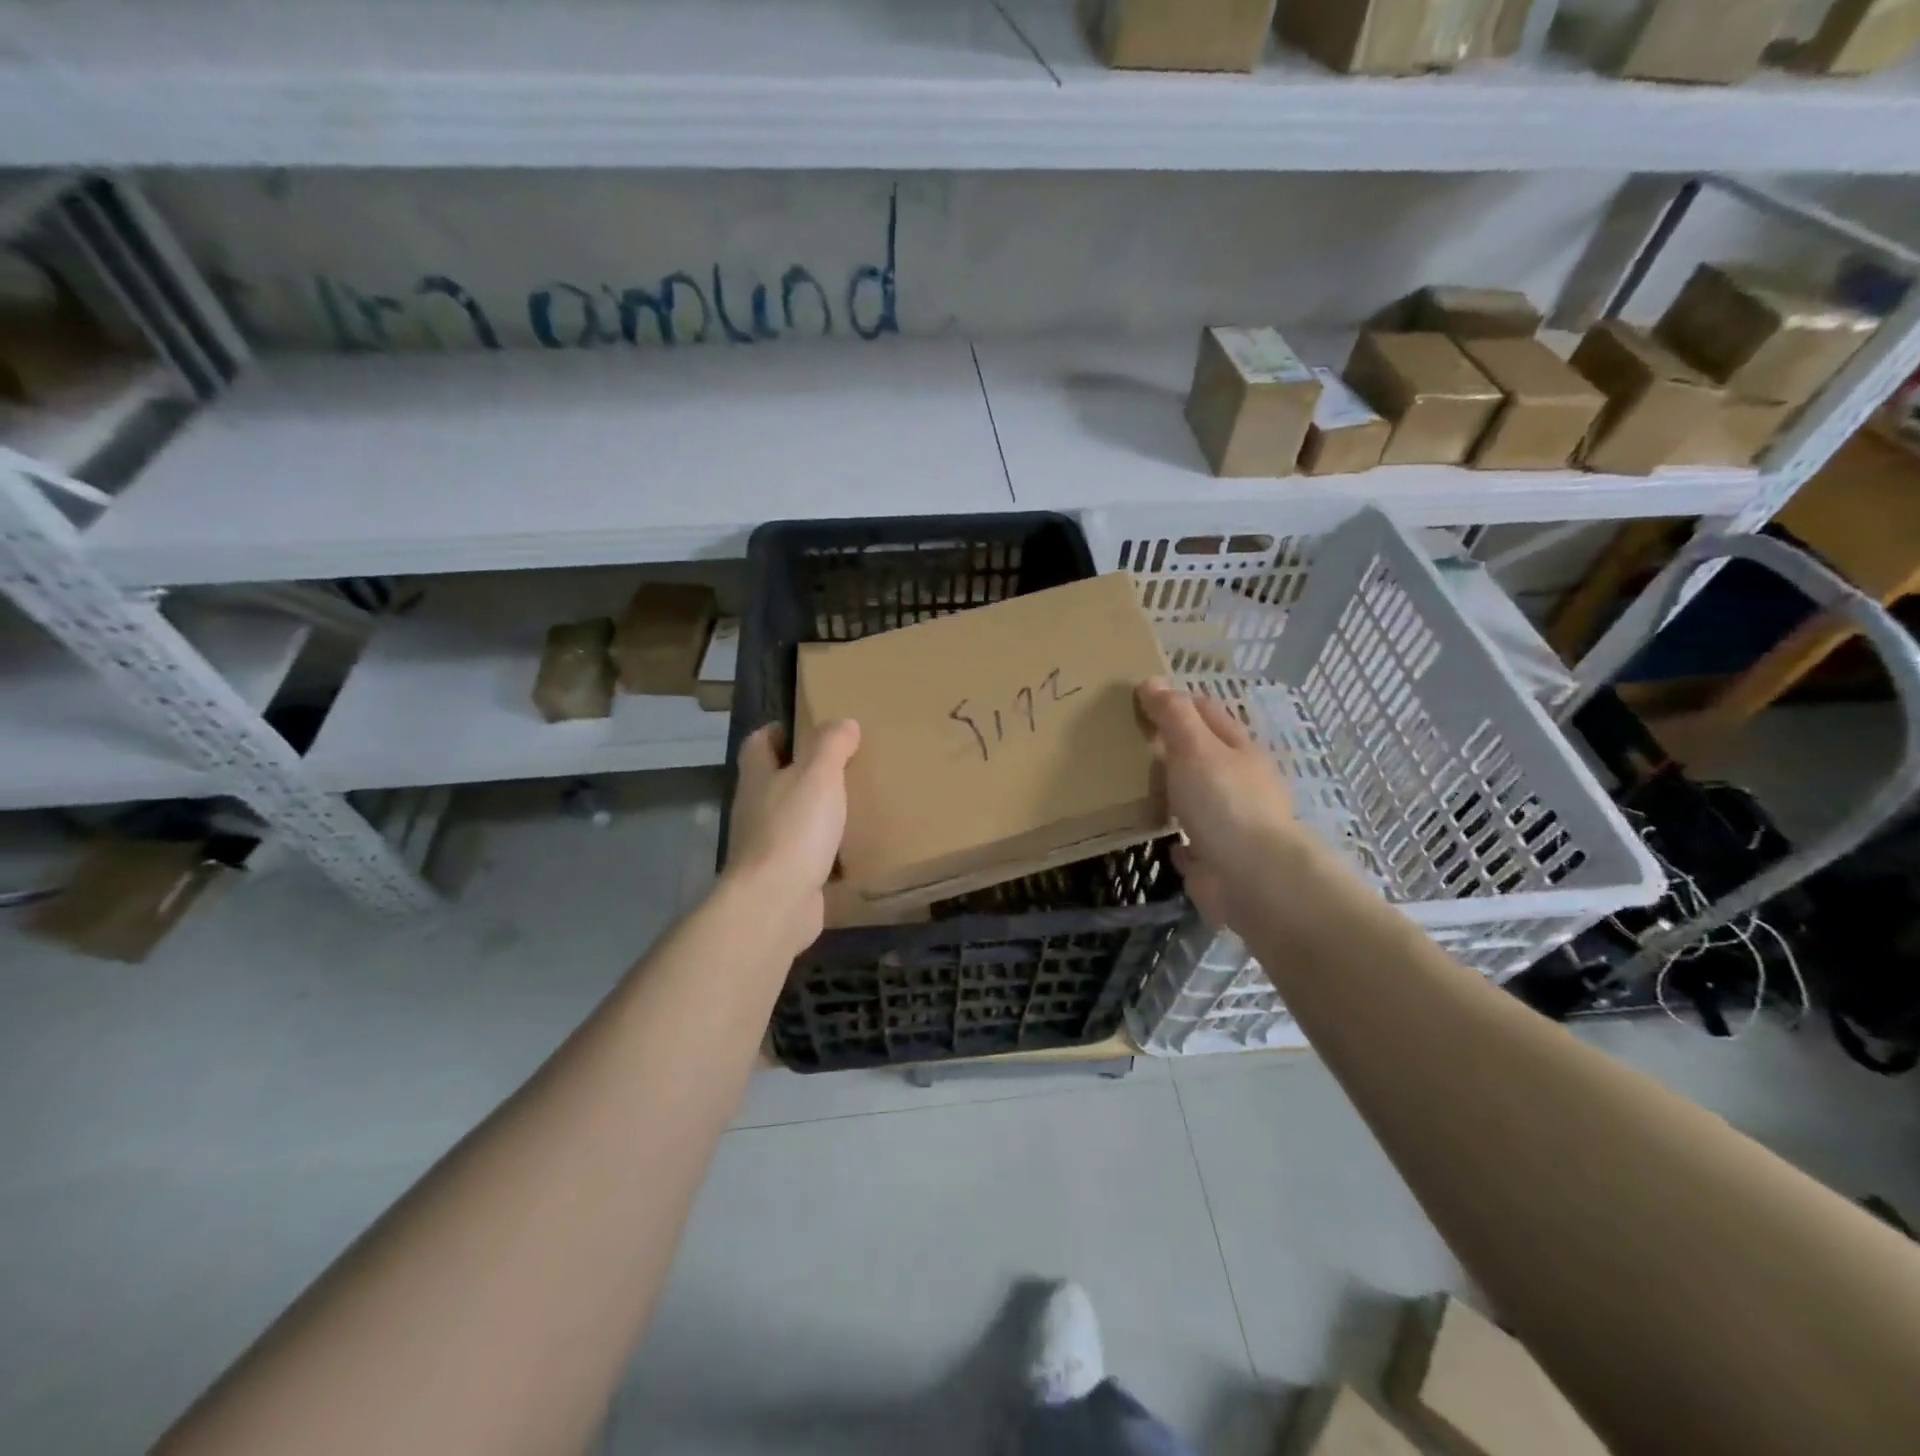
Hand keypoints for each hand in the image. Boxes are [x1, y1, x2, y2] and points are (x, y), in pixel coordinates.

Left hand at [724, 719, 861, 955]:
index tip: (809, 727)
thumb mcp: (818, 776)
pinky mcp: (782, 877)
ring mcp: (766, 846)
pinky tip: (852, 849)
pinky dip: (825, 850)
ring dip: (815, 812)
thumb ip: (831, 745)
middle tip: (843, 764)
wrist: (775, 904)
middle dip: (803, 771)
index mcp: (758, 778)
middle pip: (774, 781)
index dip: (778, 731)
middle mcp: (756, 809)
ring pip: (792, 818)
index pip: (758, 743)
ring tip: (853, 803)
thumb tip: (843, 722)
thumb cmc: (794, 830)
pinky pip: (806, 855)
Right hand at [1137, 678, 1307, 930]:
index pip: (1206, 712)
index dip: (1176, 701)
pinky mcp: (1217, 859)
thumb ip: (1173, 716)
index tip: (1140, 699)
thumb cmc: (1224, 803)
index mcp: (1238, 750)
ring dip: (1175, 792)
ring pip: (1197, 799)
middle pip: (1203, 755)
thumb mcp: (1195, 748)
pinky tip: (1160, 837)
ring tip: (1136, 787)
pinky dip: (1178, 839)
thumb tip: (1152, 682)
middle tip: (1128, 741)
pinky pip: (1192, 843)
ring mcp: (1230, 823)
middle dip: (1172, 747)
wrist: (1253, 879)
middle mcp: (1239, 783)